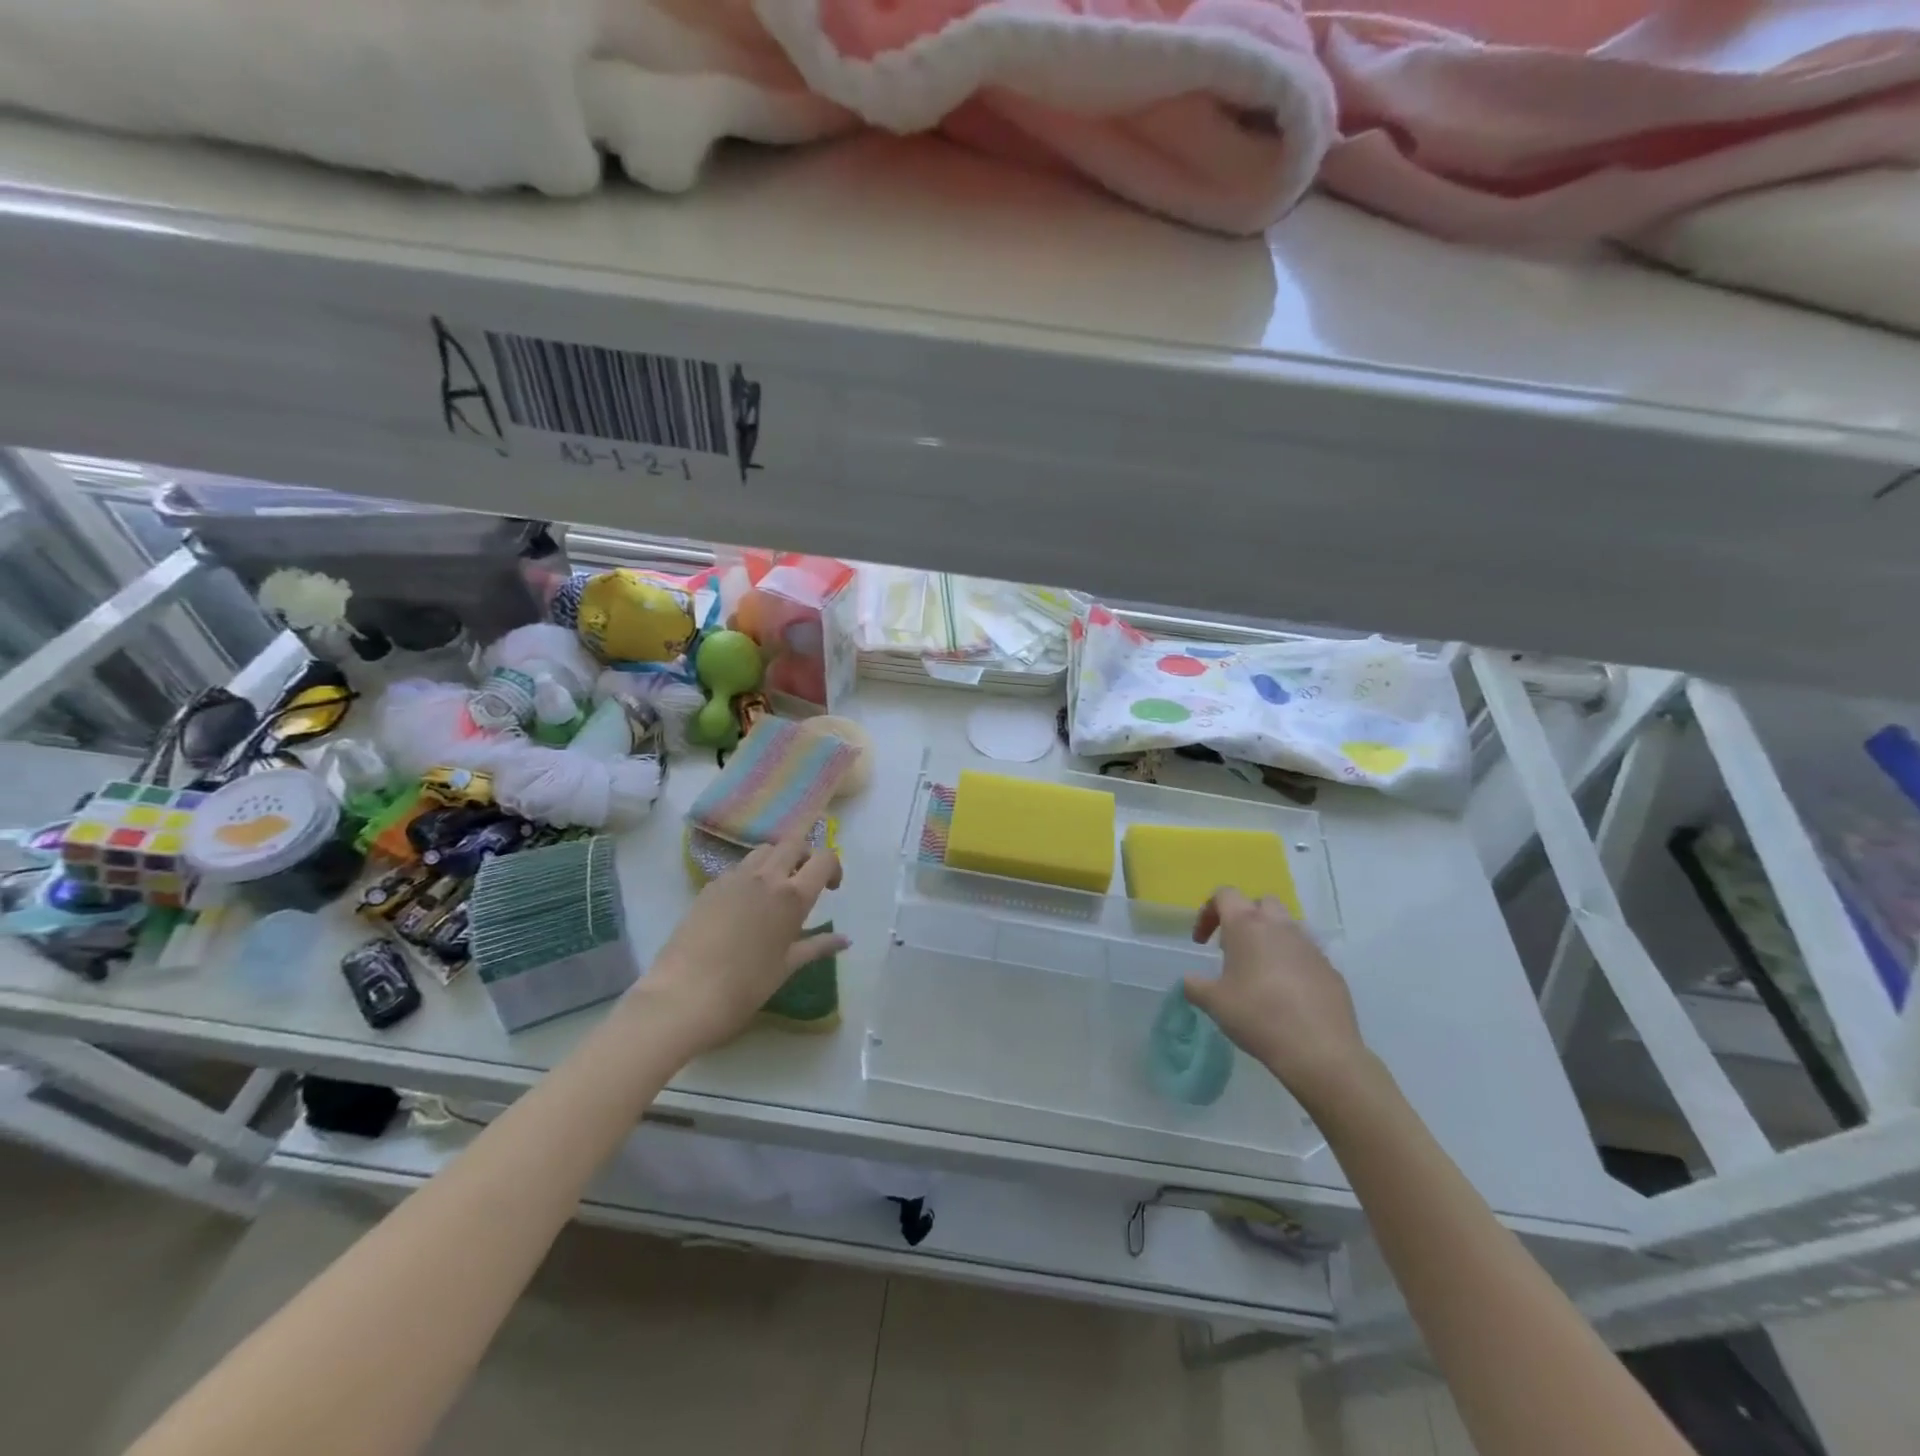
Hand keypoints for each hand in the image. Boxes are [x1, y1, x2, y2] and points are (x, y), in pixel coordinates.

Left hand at [635, 831, 846, 1056]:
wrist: (684, 995)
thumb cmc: (745, 986)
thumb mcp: (787, 966)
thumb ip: (818, 946)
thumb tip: (845, 940)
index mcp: (792, 896)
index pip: (824, 859)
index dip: (833, 867)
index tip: (831, 889)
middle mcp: (766, 877)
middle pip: (794, 843)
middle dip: (805, 855)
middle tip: (805, 881)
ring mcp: (734, 878)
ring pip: (764, 850)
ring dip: (777, 859)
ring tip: (775, 889)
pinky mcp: (710, 886)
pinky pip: (738, 867)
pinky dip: (751, 874)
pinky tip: (744, 905)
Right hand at [1184, 889, 1369, 1108]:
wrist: (1319, 1050)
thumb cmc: (1258, 1016)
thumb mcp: (1213, 1003)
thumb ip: (1195, 985)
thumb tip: (1191, 981)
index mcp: (1247, 925)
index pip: (1225, 894)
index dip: (1208, 912)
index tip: (1202, 942)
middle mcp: (1280, 927)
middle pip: (1261, 903)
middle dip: (1245, 918)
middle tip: (1233, 948)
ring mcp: (1310, 946)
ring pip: (1287, 927)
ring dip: (1271, 938)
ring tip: (1260, 971)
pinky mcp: (1330, 968)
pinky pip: (1306, 954)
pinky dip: (1293, 963)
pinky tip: (1287, 994)